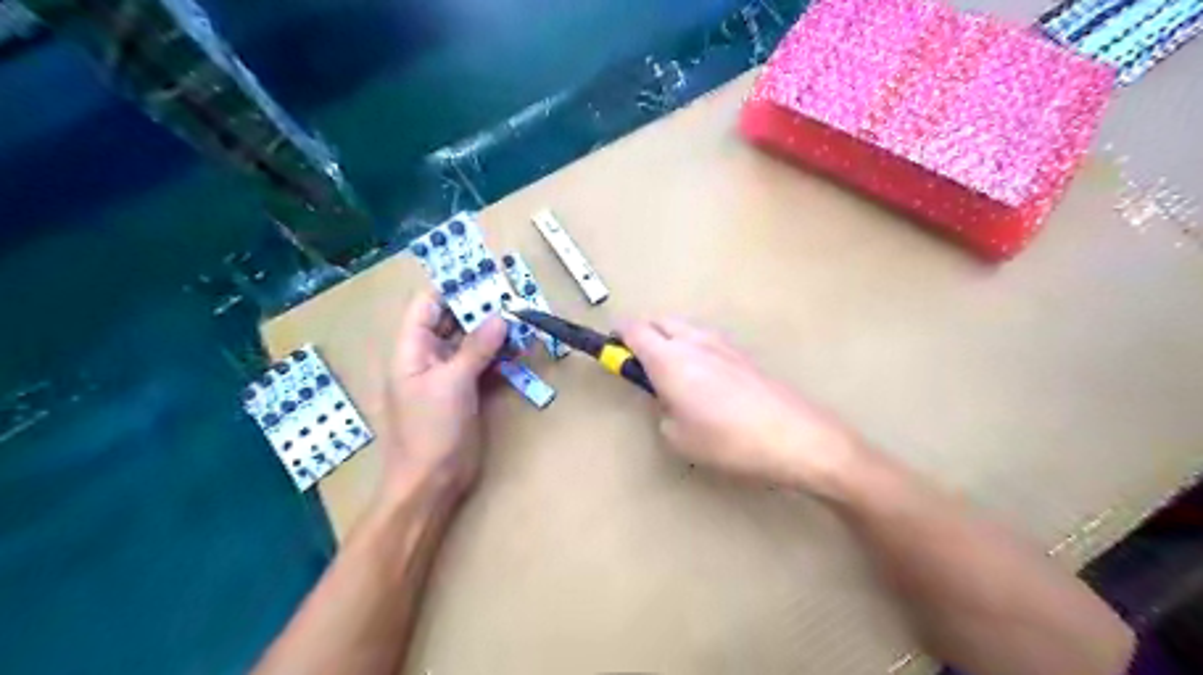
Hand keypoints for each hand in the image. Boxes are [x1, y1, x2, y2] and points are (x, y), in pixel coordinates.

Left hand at [380, 290, 503, 500]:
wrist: (431, 482)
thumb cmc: (431, 429)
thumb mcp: (452, 383)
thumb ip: (476, 348)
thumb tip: (500, 317)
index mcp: (411, 349)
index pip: (427, 306)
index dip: (453, 289)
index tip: (486, 278)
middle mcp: (428, 356)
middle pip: (452, 321)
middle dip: (480, 309)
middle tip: (513, 296)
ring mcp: (448, 375)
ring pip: (471, 342)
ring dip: (494, 332)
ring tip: (522, 318)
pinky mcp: (465, 391)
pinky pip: (483, 364)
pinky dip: (499, 355)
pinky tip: (520, 348)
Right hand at [621, 317, 863, 495]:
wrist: (792, 436)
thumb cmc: (727, 440)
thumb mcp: (677, 436)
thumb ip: (662, 410)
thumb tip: (667, 400)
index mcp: (669, 359)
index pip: (633, 331)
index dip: (616, 338)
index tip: (609, 350)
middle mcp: (693, 342)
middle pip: (658, 321)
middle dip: (643, 335)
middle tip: (639, 363)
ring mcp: (721, 344)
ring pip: (684, 328)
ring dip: (670, 340)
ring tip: (672, 373)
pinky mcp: (742, 354)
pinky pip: (706, 340)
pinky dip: (693, 349)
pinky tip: (703, 380)